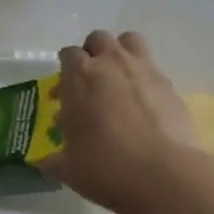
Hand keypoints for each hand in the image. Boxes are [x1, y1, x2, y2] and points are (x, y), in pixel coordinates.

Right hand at [36, 30, 199, 213]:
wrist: (162, 175)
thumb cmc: (105, 167)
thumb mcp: (69, 169)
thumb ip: (54, 160)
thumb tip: (44, 162)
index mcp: (79, 77)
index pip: (68, 54)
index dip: (66, 68)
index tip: (65, 88)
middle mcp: (111, 64)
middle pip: (99, 39)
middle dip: (93, 53)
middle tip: (92, 80)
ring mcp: (144, 70)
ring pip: (130, 41)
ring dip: (122, 53)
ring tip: (121, 79)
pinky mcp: (170, 85)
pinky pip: (154, 68)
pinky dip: (146, 79)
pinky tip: (146, 104)